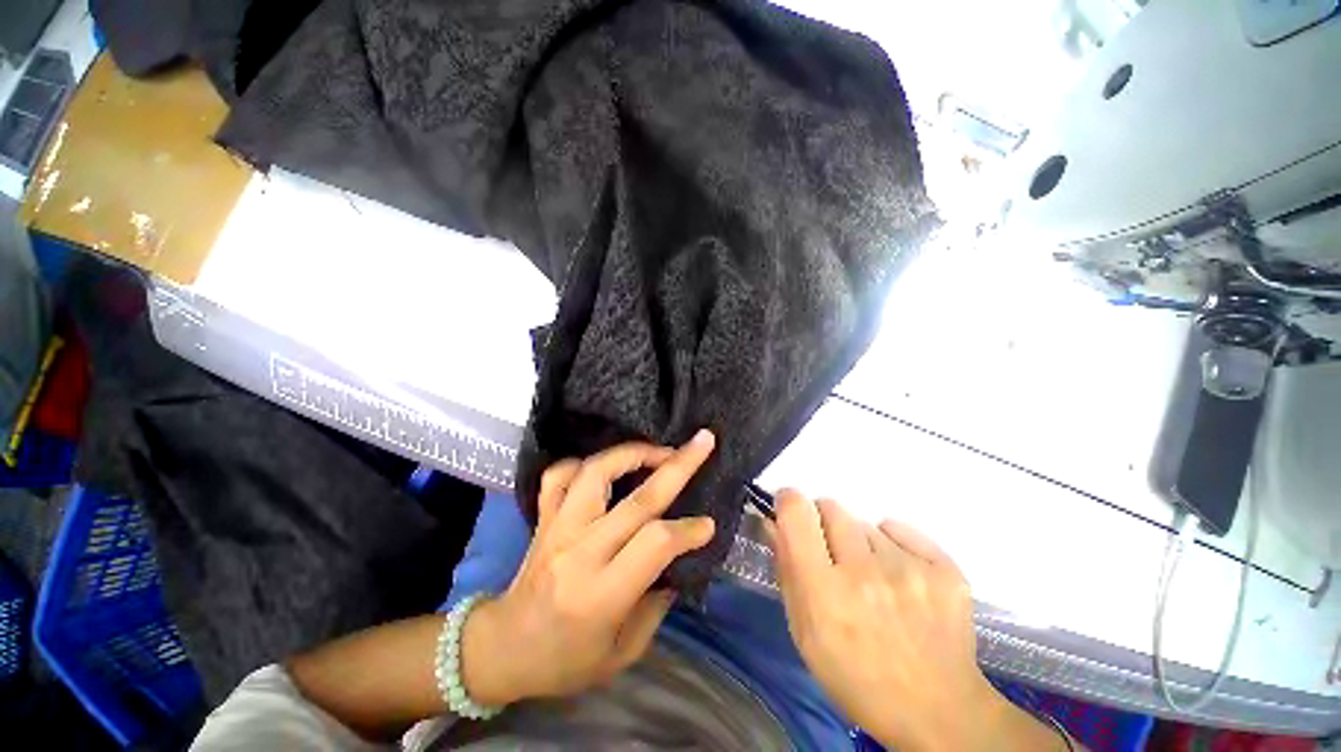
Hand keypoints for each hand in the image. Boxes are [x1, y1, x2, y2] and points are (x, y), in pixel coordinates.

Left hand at [460, 432, 716, 705]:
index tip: (708, 524)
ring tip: (659, 450)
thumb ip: (656, 603)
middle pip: (638, 499)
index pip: (655, 544)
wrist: (503, 649)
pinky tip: (608, 465)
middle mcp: (580, 551)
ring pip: (597, 472)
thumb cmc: (566, 660)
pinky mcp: (543, 516)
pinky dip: (586, 462)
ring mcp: (557, 527)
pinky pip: (561, 475)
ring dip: (633, 453)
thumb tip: (678, 557)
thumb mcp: (622, 652)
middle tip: (703, 442)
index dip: (687, 530)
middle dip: (678, 466)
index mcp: (601, 593)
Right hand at [773, 491, 1067, 751]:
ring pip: (865, 524)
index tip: (789, 511)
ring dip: (859, 542)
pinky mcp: (944, 569)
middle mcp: (864, 572)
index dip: (789, 502)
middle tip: (833, 554)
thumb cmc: (855, 676)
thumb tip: (772, 521)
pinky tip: (900, 577)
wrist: (937, 711)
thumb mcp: (803, 631)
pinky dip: (893, 545)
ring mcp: (909, 569)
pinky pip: (900, 530)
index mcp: (823, 591)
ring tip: (873, 578)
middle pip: (831, 507)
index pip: (796, 511)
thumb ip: (786, 569)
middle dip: (823, 523)